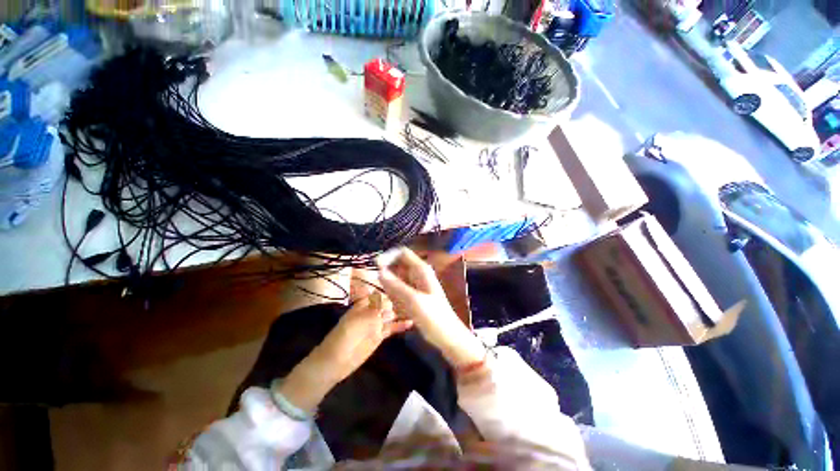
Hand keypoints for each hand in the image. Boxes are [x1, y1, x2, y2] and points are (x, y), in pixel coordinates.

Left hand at [313, 292, 412, 382]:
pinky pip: (392, 328)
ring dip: (401, 311)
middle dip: (397, 299)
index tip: (402, 287)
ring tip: (417, 307)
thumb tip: (390, 300)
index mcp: (363, 305)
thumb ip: (374, 311)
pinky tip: (411, 322)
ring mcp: (376, 324)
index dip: (388, 290)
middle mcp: (371, 311)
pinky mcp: (380, 335)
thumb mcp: (358, 321)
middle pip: (386, 303)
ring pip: (391, 314)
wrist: (335, 362)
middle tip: (413, 298)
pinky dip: (400, 325)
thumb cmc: (343, 338)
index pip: (378, 293)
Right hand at [377, 248, 485, 368]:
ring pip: (396, 281)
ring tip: (399, 306)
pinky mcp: (413, 297)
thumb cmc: (434, 317)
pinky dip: (396, 299)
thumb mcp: (413, 300)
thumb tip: (379, 271)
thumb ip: (396, 285)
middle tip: (386, 293)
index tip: (376, 267)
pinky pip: (399, 292)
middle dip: (389, 278)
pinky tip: (401, 311)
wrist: (448, 337)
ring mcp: (415, 286)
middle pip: (397, 267)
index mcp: (421, 270)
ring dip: (392, 291)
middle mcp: (418, 274)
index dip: (388, 256)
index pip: (402, 253)